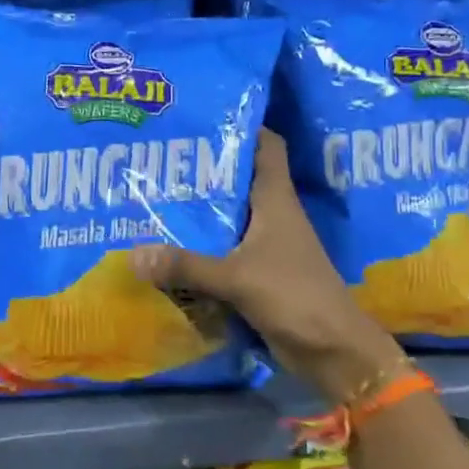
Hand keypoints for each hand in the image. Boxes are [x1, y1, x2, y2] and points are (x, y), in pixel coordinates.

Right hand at [129, 130, 408, 403]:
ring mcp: (265, 246)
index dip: (242, 127)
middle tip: (159, 158)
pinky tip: (167, 247)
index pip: (266, 146)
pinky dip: (200, 248)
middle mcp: (271, 215)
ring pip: (228, 217)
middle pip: (238, 179)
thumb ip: (186, 265)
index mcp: (276, 200)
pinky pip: (222, 251)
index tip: (204, 116)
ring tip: (153, 197)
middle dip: (203, 169)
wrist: (334, 352)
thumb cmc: (295, 297)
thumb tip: (133, 254)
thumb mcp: (238, 278)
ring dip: (198, 211)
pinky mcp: (257, 274)